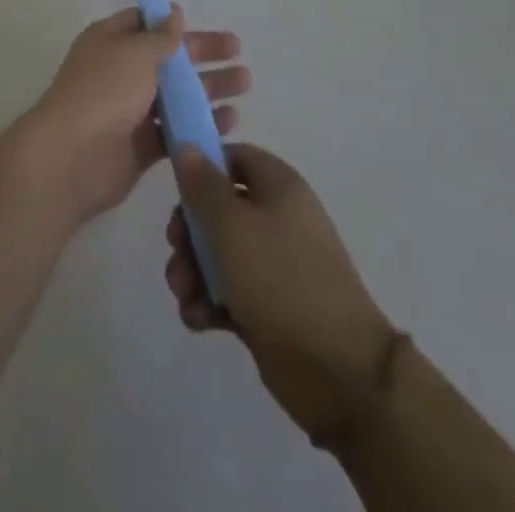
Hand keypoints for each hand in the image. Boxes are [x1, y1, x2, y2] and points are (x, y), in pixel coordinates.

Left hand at [18, 6, 247, 227]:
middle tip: (238, 53)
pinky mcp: (142, 145)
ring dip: (208, 89)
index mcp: (110, 41)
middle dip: (202, 54)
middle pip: (167, 58)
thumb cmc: (104, 91)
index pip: (144, 23)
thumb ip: (160, 36)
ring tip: (245, 85)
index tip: (200, 22)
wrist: (72, 158)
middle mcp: (120, 72)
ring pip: (176, 95)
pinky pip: (177, 130)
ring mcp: (130, 110)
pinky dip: (201, 124)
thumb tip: (174, 13)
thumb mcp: (135, 52)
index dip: (171, 22)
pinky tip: (230, 121)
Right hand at [166, 143, 399, 450]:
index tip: (177, 190)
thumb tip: (187, 145)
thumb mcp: (232, 225)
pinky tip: (198, 320)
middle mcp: (278, 218)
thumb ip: (203, 185)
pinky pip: (229, 291)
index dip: (202, 167)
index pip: (233, 157)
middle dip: (189, 231)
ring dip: (193, 271)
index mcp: (279, 186)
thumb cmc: (281, 280)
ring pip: (219, 252)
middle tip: (176, 251)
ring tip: (184, 295)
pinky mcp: (268, 306)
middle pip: (219, 208)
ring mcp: (274, 265)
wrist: (338, 370)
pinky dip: (209, 302)